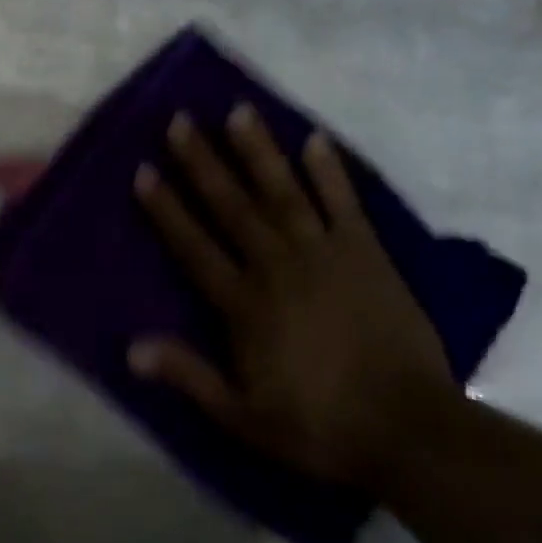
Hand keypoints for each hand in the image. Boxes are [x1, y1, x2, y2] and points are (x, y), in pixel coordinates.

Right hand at [130, 105, 457, 489]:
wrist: (409, 430)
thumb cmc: (318, 426)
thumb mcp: (242, 416)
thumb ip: (189, 375)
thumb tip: (131, 348)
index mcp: (244, 304)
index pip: (194, 245)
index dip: (166, 208)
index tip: (144, 171)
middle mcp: (278, 267)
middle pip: (232, 206)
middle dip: (202, 162)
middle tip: (180, 121)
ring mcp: (325, 255)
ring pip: (283, 192)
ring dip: (258, 151)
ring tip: (238, 111)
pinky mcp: (368, 254)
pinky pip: (345, 203)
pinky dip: (330, 171)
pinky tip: (315, 139)